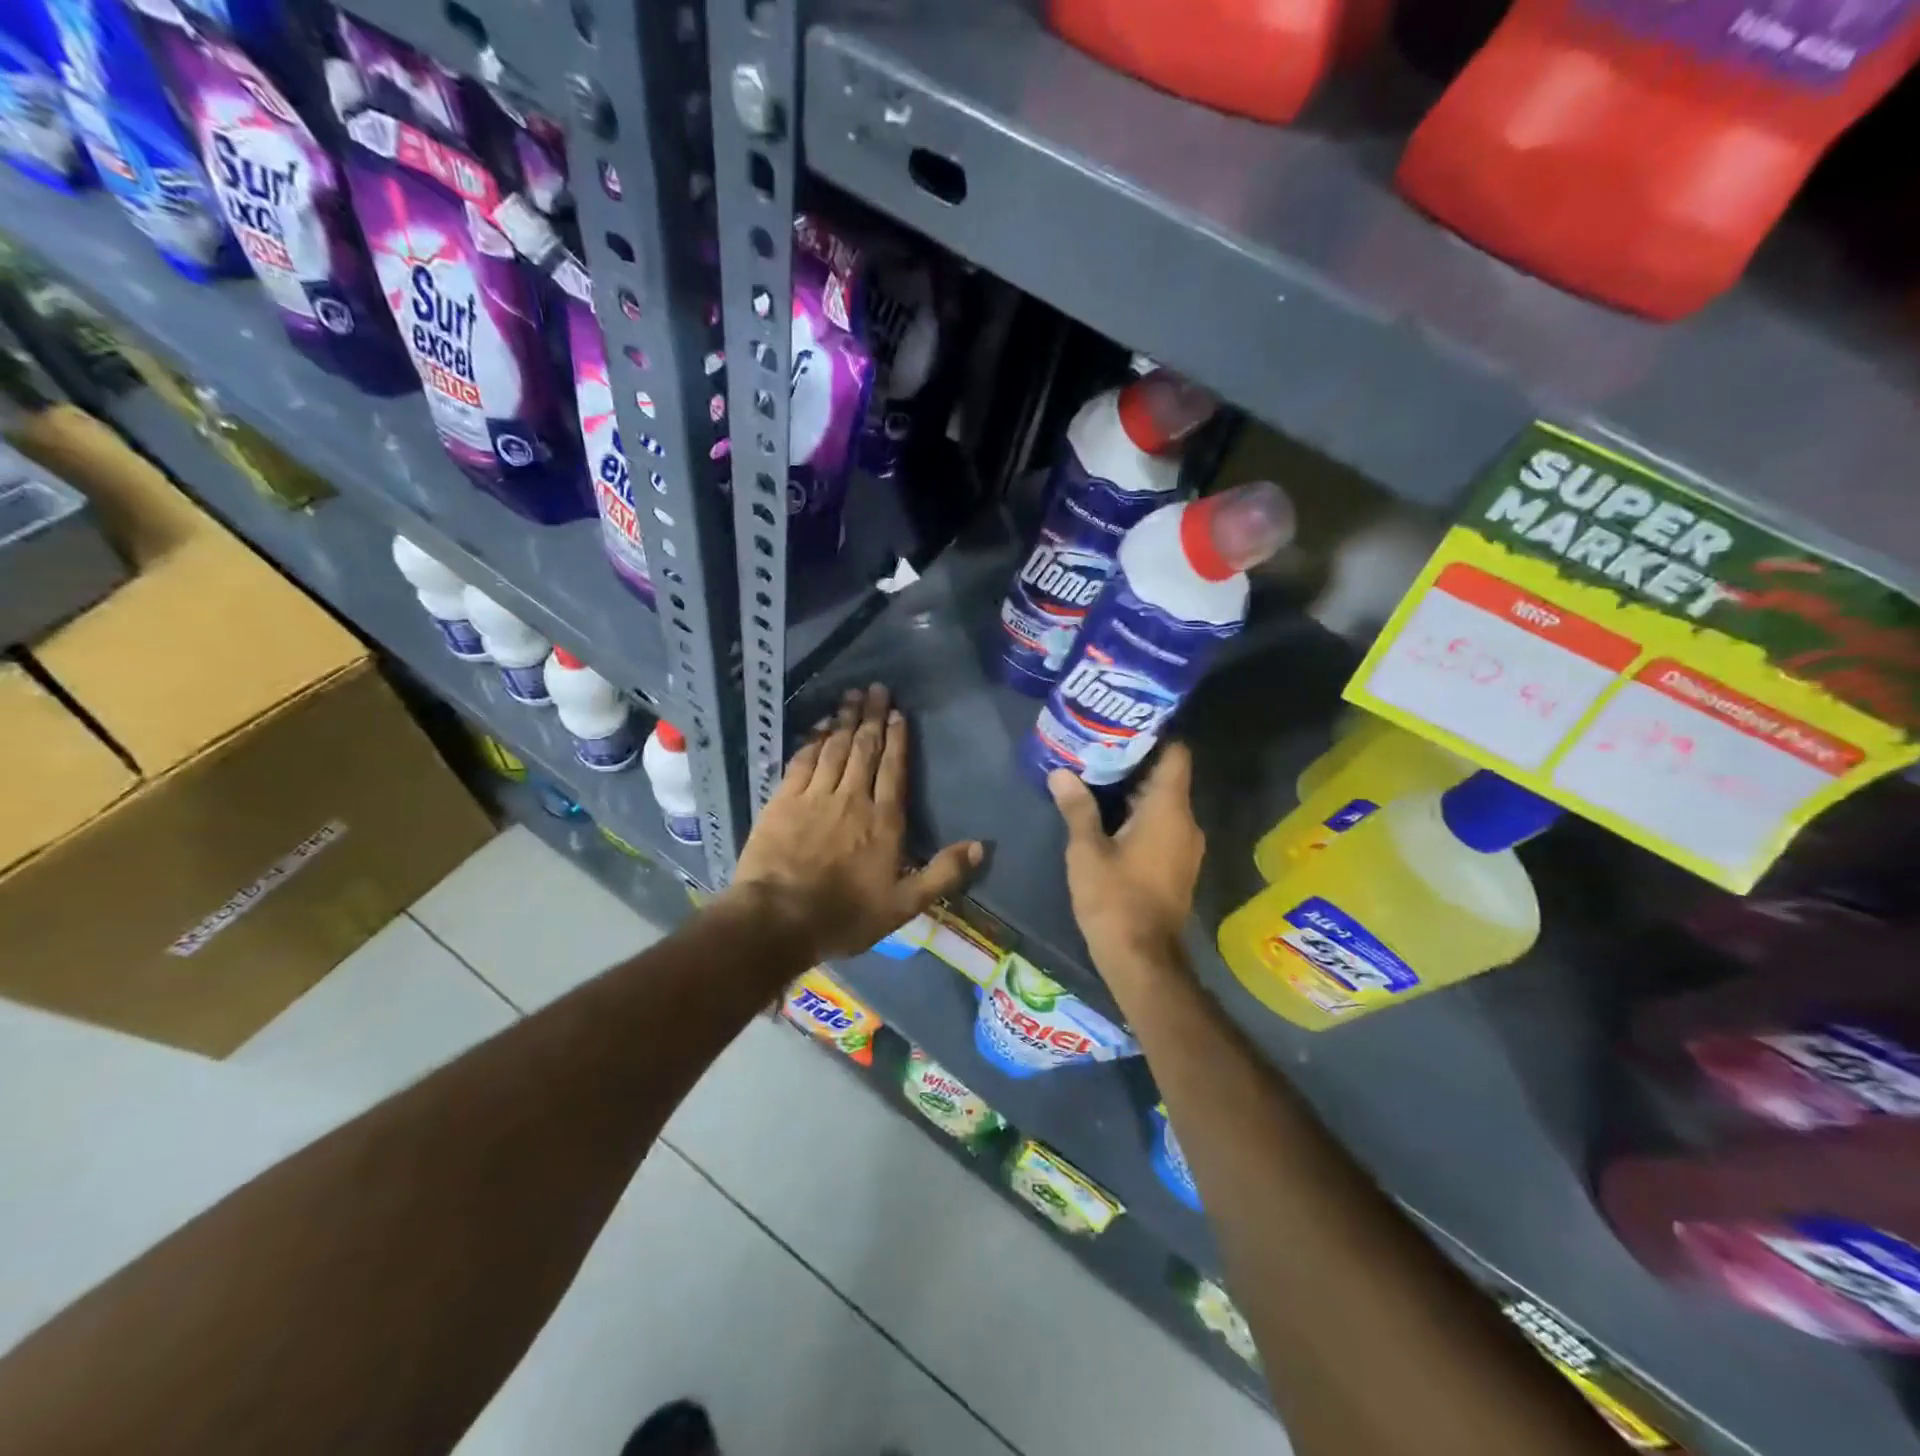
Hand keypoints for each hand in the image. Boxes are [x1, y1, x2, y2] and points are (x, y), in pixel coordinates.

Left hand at [731, 684, 982, 959]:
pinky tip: (819, 726)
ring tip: (852, 695)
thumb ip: (942, 874)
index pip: (894, 769)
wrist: (779, 919)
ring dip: (845, 720)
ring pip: (835, 748)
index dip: (897, 739)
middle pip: (865, 749)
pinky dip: (813, 740)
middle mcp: (852, 798)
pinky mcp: (783, 800)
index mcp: (884, 820)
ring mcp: (816, 796)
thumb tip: (980, 846)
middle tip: (877, 689)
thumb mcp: (904, 905)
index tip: (898, 713)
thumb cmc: (845, 915)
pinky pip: (803, 760)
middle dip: (872, 717)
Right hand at [1049, 745, 1203, 987]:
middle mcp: (1186, 823)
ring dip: (1134, 791)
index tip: (1122, 726)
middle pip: (1167, 777)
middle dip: (1133, 762)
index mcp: (1169, 810)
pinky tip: (1108, 817)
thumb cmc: (1114, 899)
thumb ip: (1077, 808)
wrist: (1142, 958)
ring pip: (1163, 804)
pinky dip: (1140, 816)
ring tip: (1095, 778)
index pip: (1176, 754)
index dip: (1153, 736)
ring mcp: (1185, 846)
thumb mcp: (1086, 851)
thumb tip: (1061, 774)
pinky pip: (1163, 826)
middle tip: (1096, 749)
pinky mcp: (1178, 865)